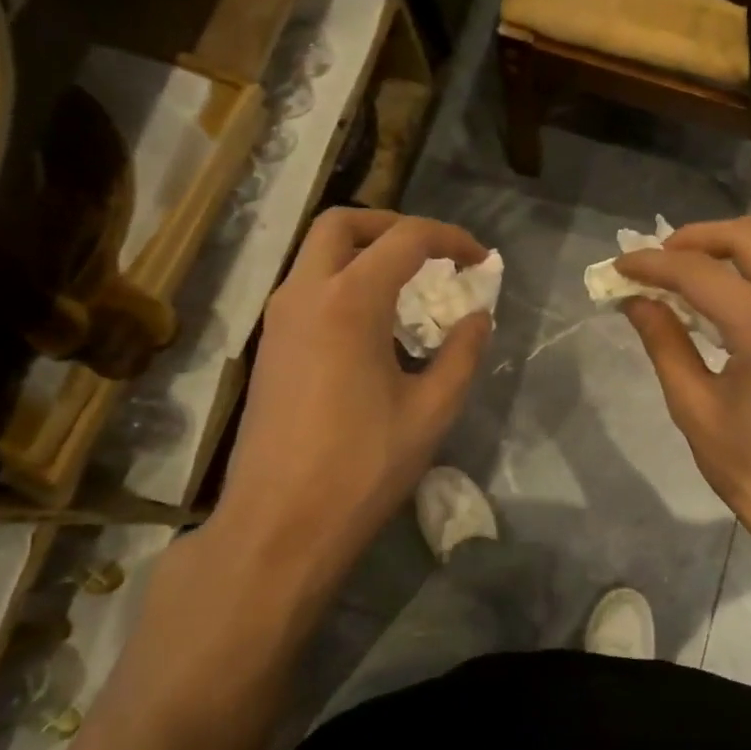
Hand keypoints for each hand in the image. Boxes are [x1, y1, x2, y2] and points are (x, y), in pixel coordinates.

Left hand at [210, 208, 491, 586]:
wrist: (279, 525)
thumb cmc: (362, 467)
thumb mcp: (431, 411)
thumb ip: (462, 354)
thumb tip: (478, 318)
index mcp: (348, 302)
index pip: (405, 239)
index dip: (451, 239)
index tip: (480, 260)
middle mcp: (304, 295)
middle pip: (343, 224)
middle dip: (393, 226)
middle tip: (432, 254)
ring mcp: (278, 320)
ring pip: (317, 254)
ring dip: (364, 253)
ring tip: (409, 288)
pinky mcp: (270, 347)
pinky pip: (307, 288)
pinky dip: (344, 282)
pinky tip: (375, 326)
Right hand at [618, 219, 750, 568]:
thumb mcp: (695, 410)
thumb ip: (665, 344)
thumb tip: (636, 301)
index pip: (701, 274)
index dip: (653, 265)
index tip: (620, 266)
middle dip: (698, 237)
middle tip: (661, 258)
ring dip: (740, 237)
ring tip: (700, 261)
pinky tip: (739, 285)